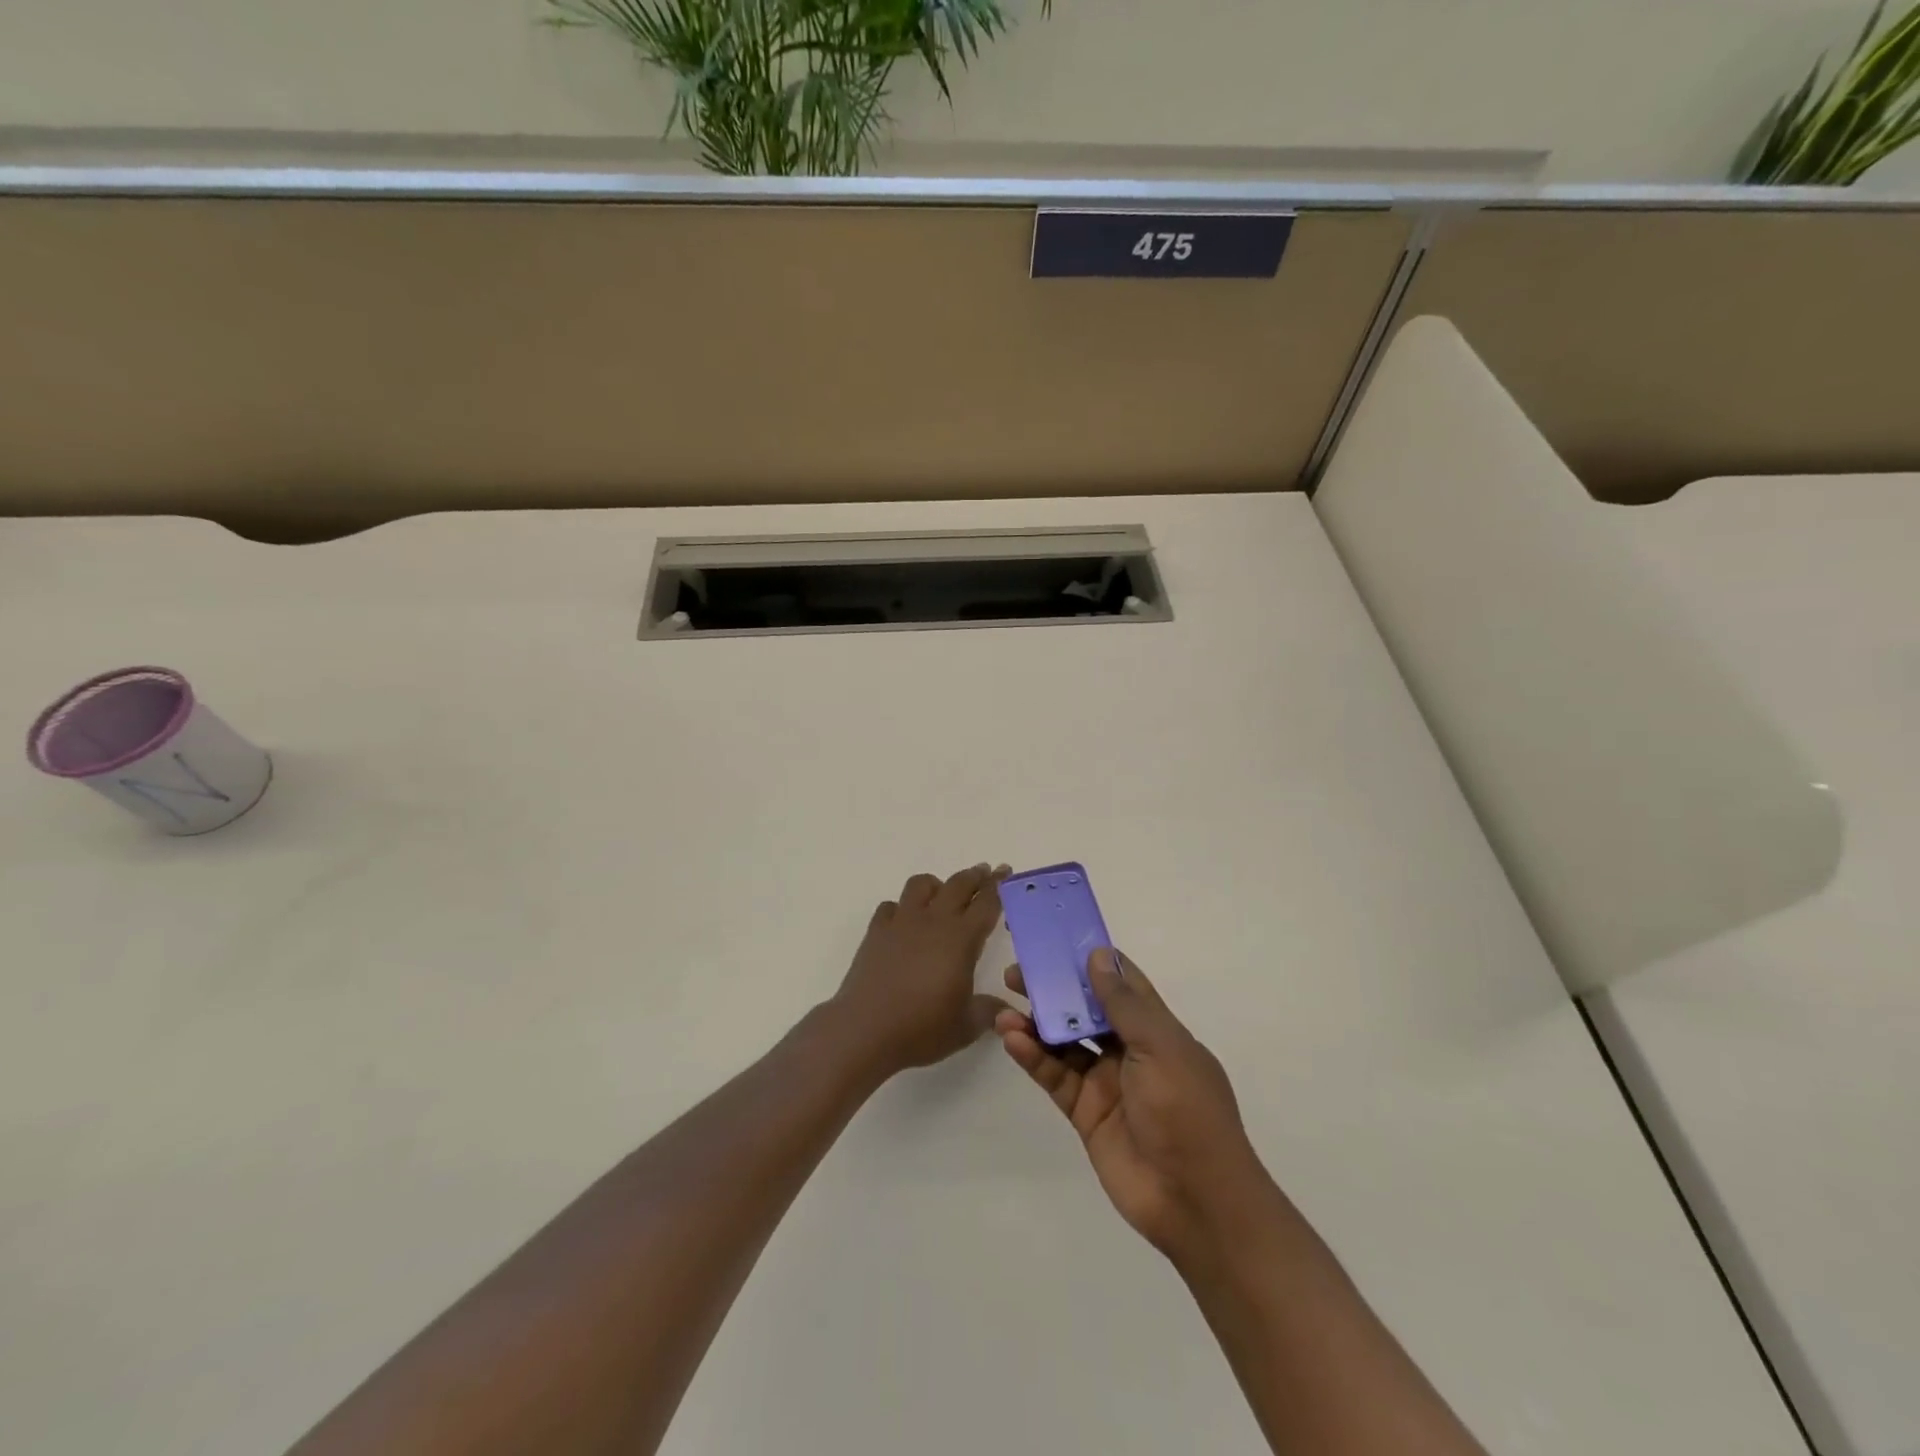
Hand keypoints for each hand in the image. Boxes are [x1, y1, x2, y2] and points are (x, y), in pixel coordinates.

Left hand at [828, 865, 1011, 1079]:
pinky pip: (891, 906)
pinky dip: (901, 908)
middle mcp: (933, 921)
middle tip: (985, 872)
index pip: (986, 903)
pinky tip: (904, 922)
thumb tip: (1005, 1008)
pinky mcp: (876, 932)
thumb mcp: (966, 1026)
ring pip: (921, 885)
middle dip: (974, 876)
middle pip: (957, 885)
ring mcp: (901, 923)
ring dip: (937, 885)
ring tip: (942, 894)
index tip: (1005, 871)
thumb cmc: (922, 1028)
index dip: (998, 886)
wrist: (865, 1030)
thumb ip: (989, 1011)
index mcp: (961, 939)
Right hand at [996, 949, 1277, 1264]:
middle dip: (1054, 989)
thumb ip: (1124, 1004)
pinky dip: (1033, 1056)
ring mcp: (1106, 1082)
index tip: (1056, 938)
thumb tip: (1098, 955)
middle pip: (1085, 1009)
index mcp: (1157, 1030)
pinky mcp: (1085, 1112)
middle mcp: (1130, 1050)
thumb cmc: (1186, 1112)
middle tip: (1016, 973)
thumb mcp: (1161, 1048)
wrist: (1195, 1201)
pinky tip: (1012, 1039)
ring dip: (1036, 1023)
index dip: (1091, 959)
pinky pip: (1055, 1075)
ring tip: (1005, 1008)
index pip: (1121, 983)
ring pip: (1064, 1042)